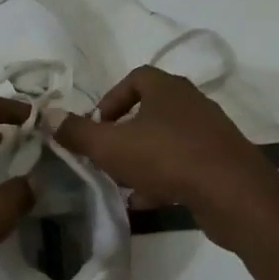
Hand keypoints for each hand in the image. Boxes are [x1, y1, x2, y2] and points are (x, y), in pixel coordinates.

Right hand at [54, 66, 278, 253]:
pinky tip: (146, 201)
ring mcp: (210, 133)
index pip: (136, 78)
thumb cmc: (166, 157)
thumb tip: (47, 115)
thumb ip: (77, 132)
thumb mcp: (109, 146)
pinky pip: (184, 164)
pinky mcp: (221, 162)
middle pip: (150, 111)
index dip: (111, 98)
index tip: (98, 125)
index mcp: (167, 89)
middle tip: (106, 155)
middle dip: (124, 134)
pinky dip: (163, 178)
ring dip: (142, 158)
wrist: (232, 193)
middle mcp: (192, 103)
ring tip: (122, 183)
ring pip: (166, 140)